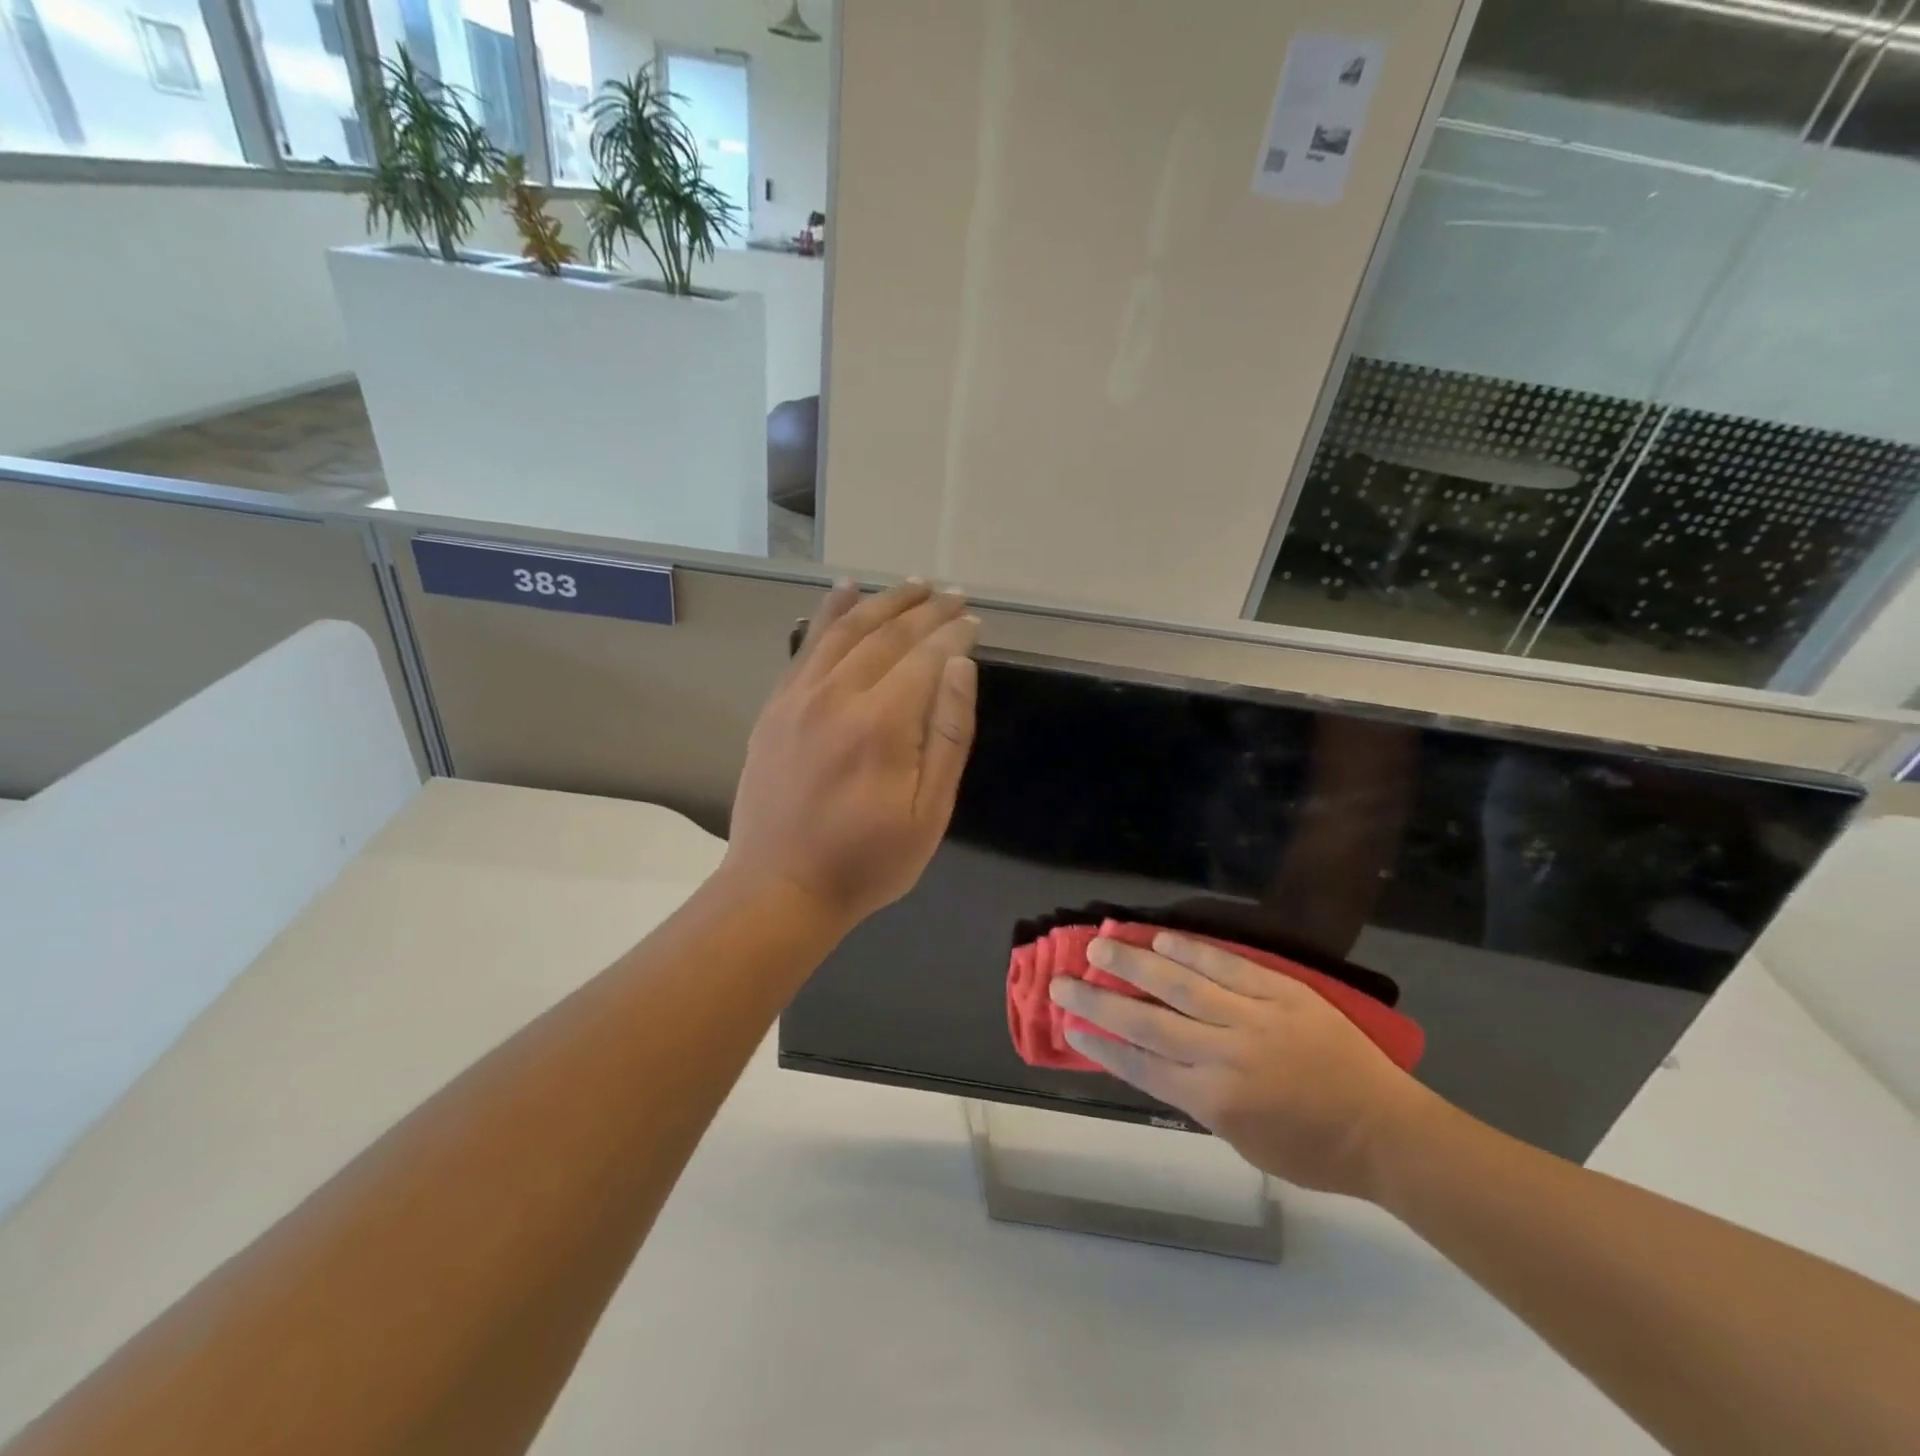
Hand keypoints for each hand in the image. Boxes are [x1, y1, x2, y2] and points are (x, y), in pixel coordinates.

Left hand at [722, 579, 978, 929]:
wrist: (780, 887)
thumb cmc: (867, 860)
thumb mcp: (929, 812)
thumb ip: (948, 734)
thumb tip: (960, 665)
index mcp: (882, 723)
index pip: (927, 656)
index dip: (954, 633)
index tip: (974, 619)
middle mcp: (838, 695)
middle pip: (888, 634)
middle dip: (926, 609)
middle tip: (952, 594)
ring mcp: (800, 697)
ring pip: (845, 630)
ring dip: (882, 601)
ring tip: (912, 584)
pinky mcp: (776, 706)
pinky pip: (806, 646)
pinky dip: (828, 612)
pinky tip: (845, 590)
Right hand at [1050, 934, 1434, 1198]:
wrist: (1386, 1131)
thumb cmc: (1312, 1151)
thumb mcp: (1242, 1142)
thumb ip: (1197, 1098)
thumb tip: (1156, 1060)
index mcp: (1213, 1101)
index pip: (1140, 1066)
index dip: (1099, 1044)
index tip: (1068, 1025)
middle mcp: (1224, 1056)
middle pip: (1146, 1023)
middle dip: (1098, 1001)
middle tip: (1063, 981)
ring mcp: (1253, 1019)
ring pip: (1180, 986)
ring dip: (1134, 964)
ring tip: (1099, 945)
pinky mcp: (1281, 992)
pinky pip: (1227, 966)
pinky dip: (1190, 951)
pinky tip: (1160, 940)